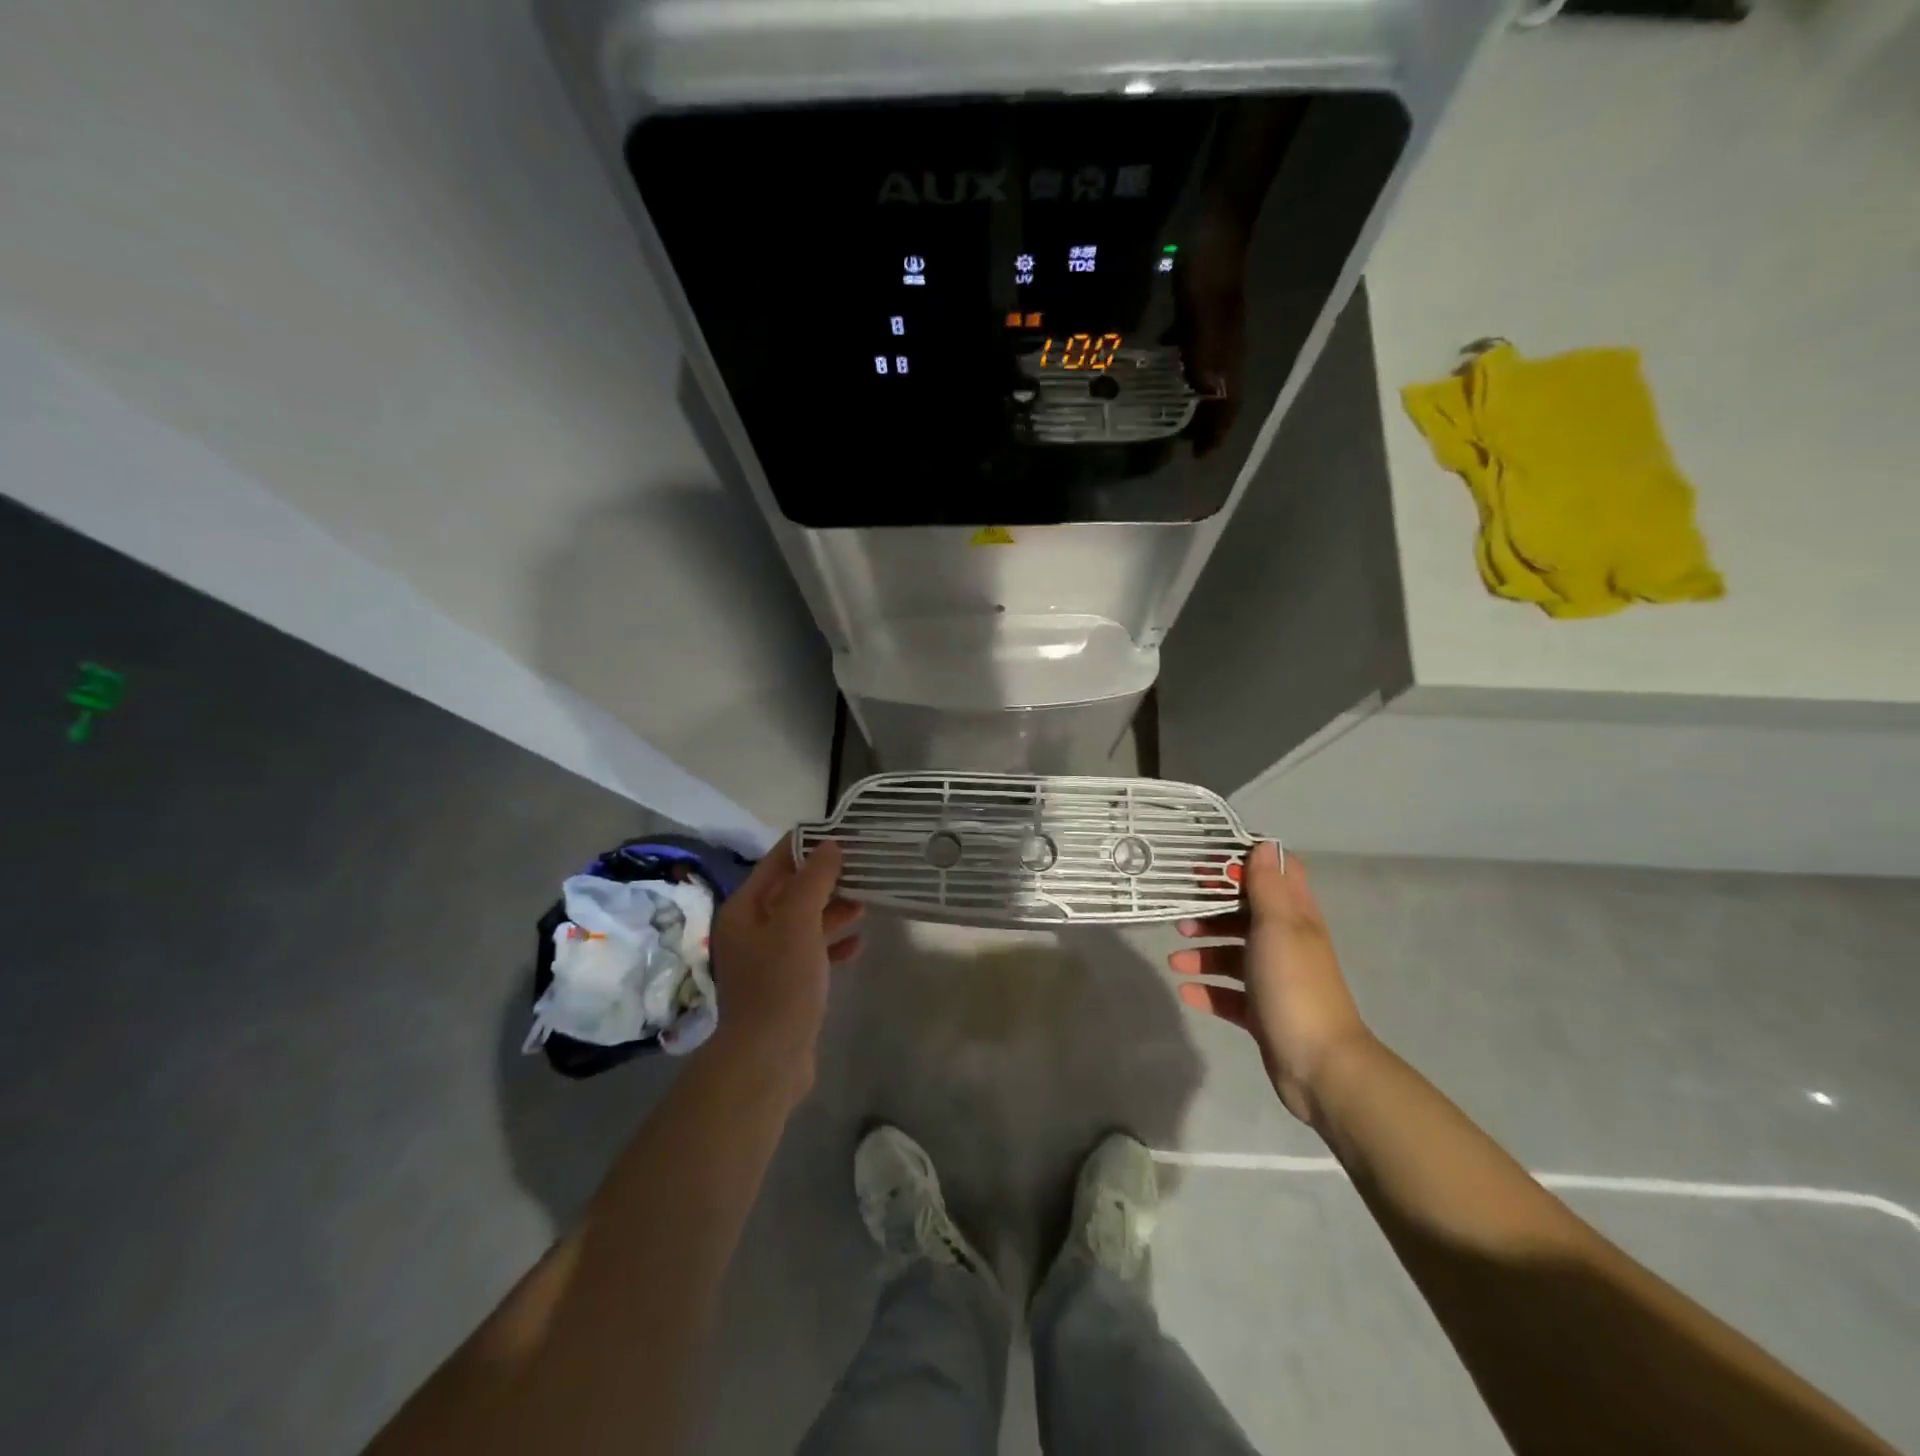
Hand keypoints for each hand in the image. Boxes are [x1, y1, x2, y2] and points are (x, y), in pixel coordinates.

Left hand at [709, 836, 862, 1105]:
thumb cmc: (780, 983)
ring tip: (867, 902)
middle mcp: (751, 929)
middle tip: (864, 867)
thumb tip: (830, 845)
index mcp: (745, 909)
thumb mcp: (798, 923)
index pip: (777, 862)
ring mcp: (767, 959)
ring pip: (804, 922)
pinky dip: (833, 944)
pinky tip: (858, 945)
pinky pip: (812, 953)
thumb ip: (813, 881)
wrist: (768, 1059)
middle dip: (827, 878)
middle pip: (792, 891)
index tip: (844, 833)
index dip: (808, 845)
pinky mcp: (785, 985)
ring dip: (833, 910)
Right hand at [1168, 844, 1371, 1124]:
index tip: (1207, 864)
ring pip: (1233, 954)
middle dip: (1212, 911)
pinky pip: (1228, 994)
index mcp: (1295, 917)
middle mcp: (1286, 943)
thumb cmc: (1294, 985)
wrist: (1320, 1066)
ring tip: (1175, 958)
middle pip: (1245, 914)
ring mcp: (1274, 979)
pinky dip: (1207, 989)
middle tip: (1180, 914)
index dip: (1243, 864)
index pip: (1274, 875)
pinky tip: (1186, 991)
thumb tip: (1263, 843)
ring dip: (1203, 952)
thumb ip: (1266, 886)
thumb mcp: (1278, 926)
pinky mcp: (1262, 1012)